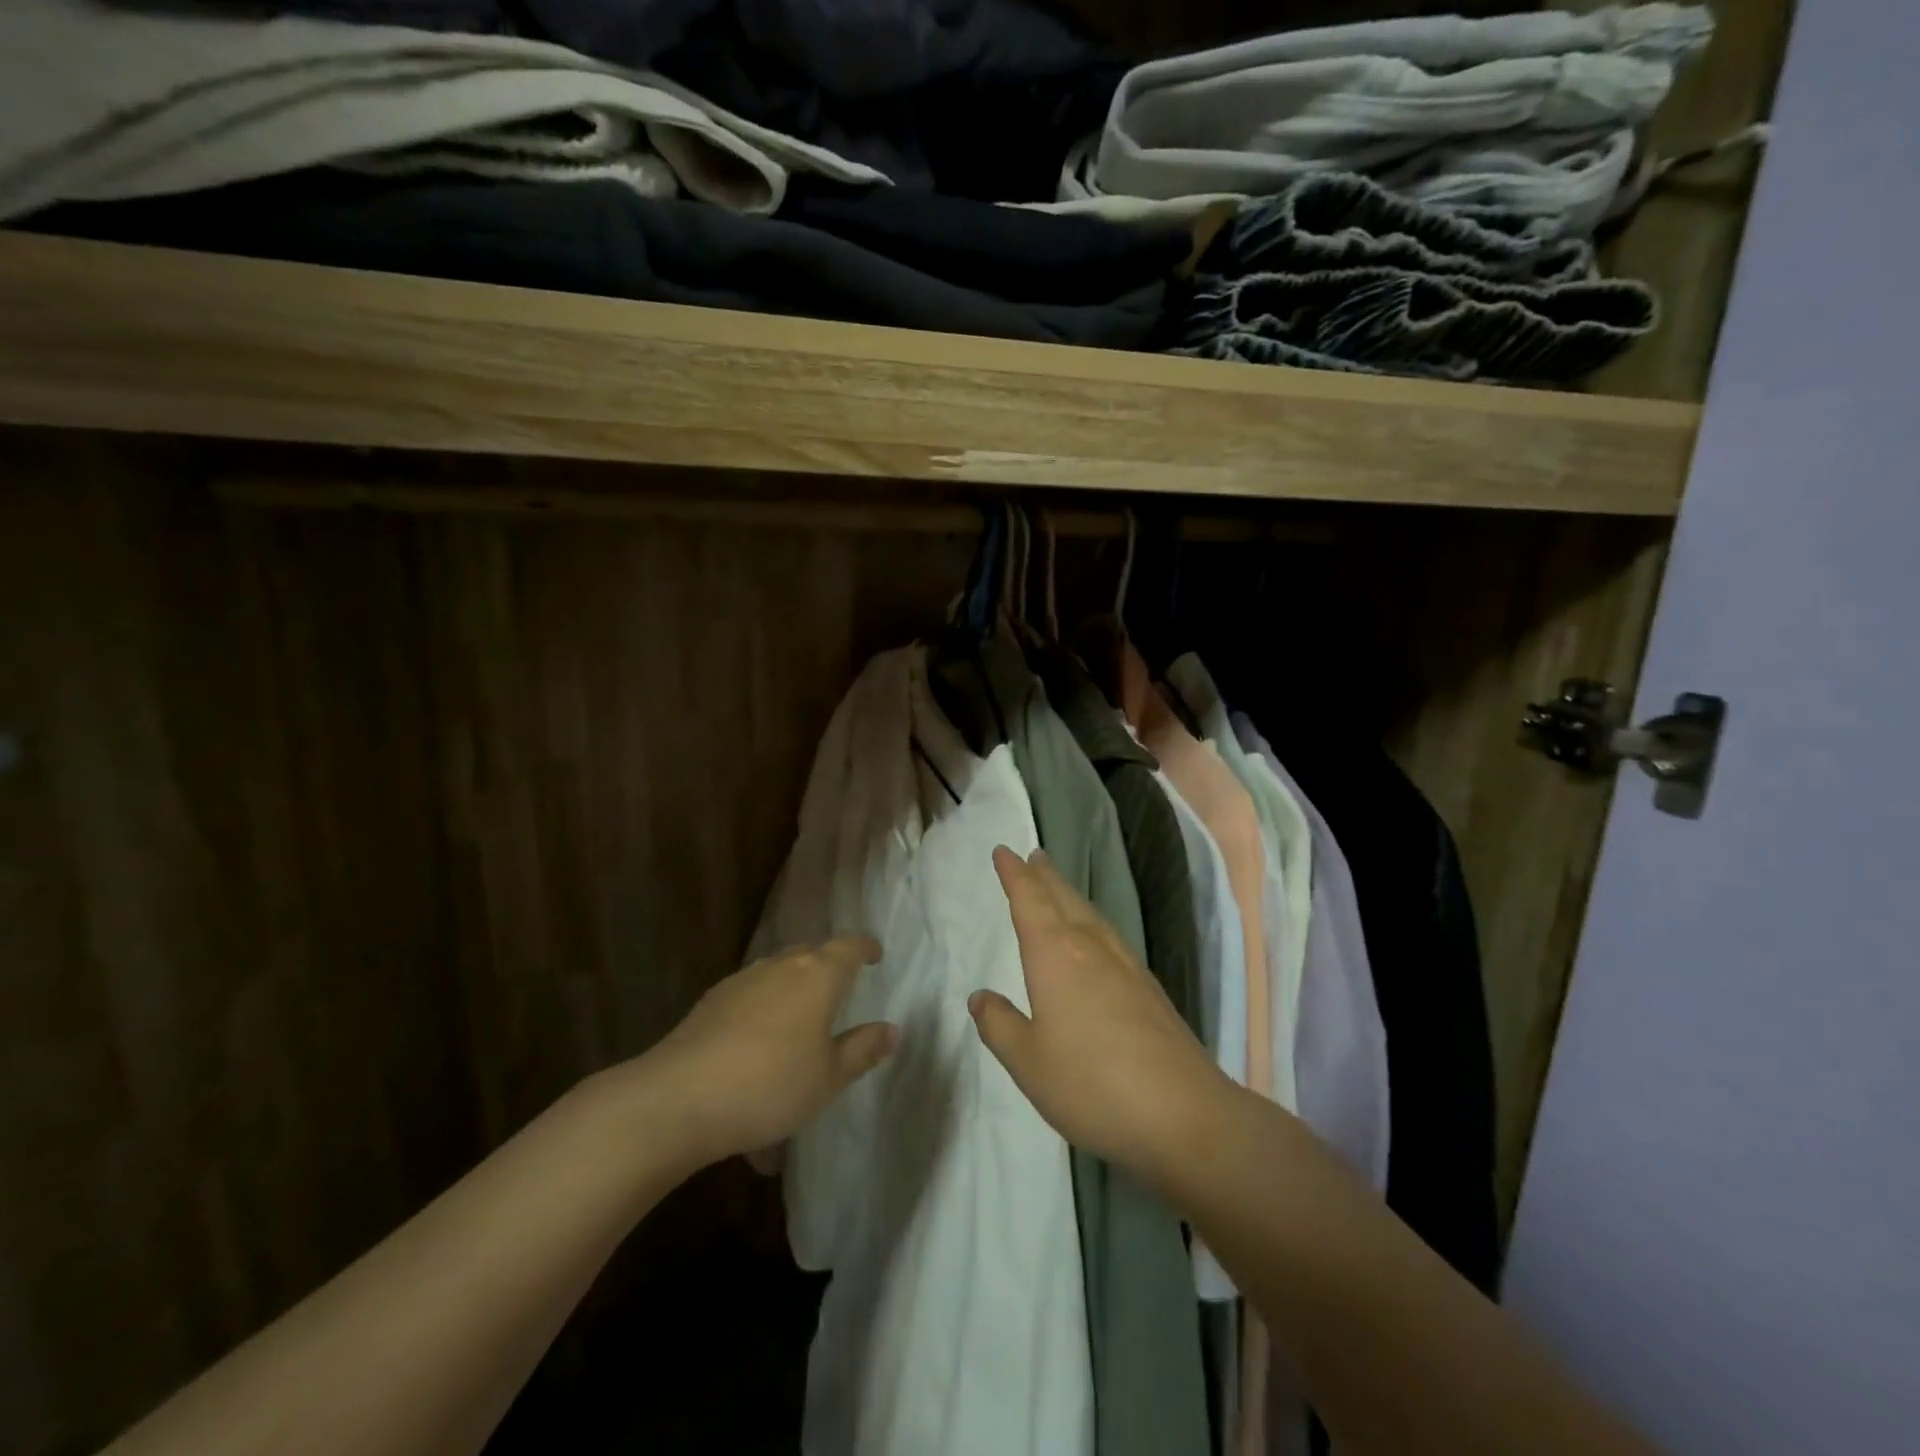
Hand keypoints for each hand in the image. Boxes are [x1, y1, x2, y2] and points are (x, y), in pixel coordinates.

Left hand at [640, 936, 896, 1165]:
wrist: (678, 1098)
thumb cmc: (770, 1085)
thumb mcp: (828, 1077)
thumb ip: (862, 1050)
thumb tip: (891, 1029)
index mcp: (818, 975)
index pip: (849, 945)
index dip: (865, 947)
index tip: (875, 956)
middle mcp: (781, 966)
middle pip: (812, 953)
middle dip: (829, 966)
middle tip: (841, 991)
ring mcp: (742, 981)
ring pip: (778, 973)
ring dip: (794, 988)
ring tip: (799, 1022)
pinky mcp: (711, 1002)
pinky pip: (751, 996)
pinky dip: (764, 1009)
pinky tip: (759, 1045)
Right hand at [970, 846, 1232, 1185]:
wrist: (1183, 1113)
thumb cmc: (1091, 1084)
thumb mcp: (1028, 1062)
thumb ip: (1000, 1025)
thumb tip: (980, 997)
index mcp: (1055, 954)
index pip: (1029, 900)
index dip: (1014, 875)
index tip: (1003, 852)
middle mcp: (1090, 947)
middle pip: (1063, 898)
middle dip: (1044, 876)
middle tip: (1033, 856)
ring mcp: (1125, 965)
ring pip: (1090, 915)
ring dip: (1069, 895)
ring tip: (1058, 887)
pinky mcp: (1148, 988)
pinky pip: (1109, 936)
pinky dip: (1091, 922)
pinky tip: (1095, 940)